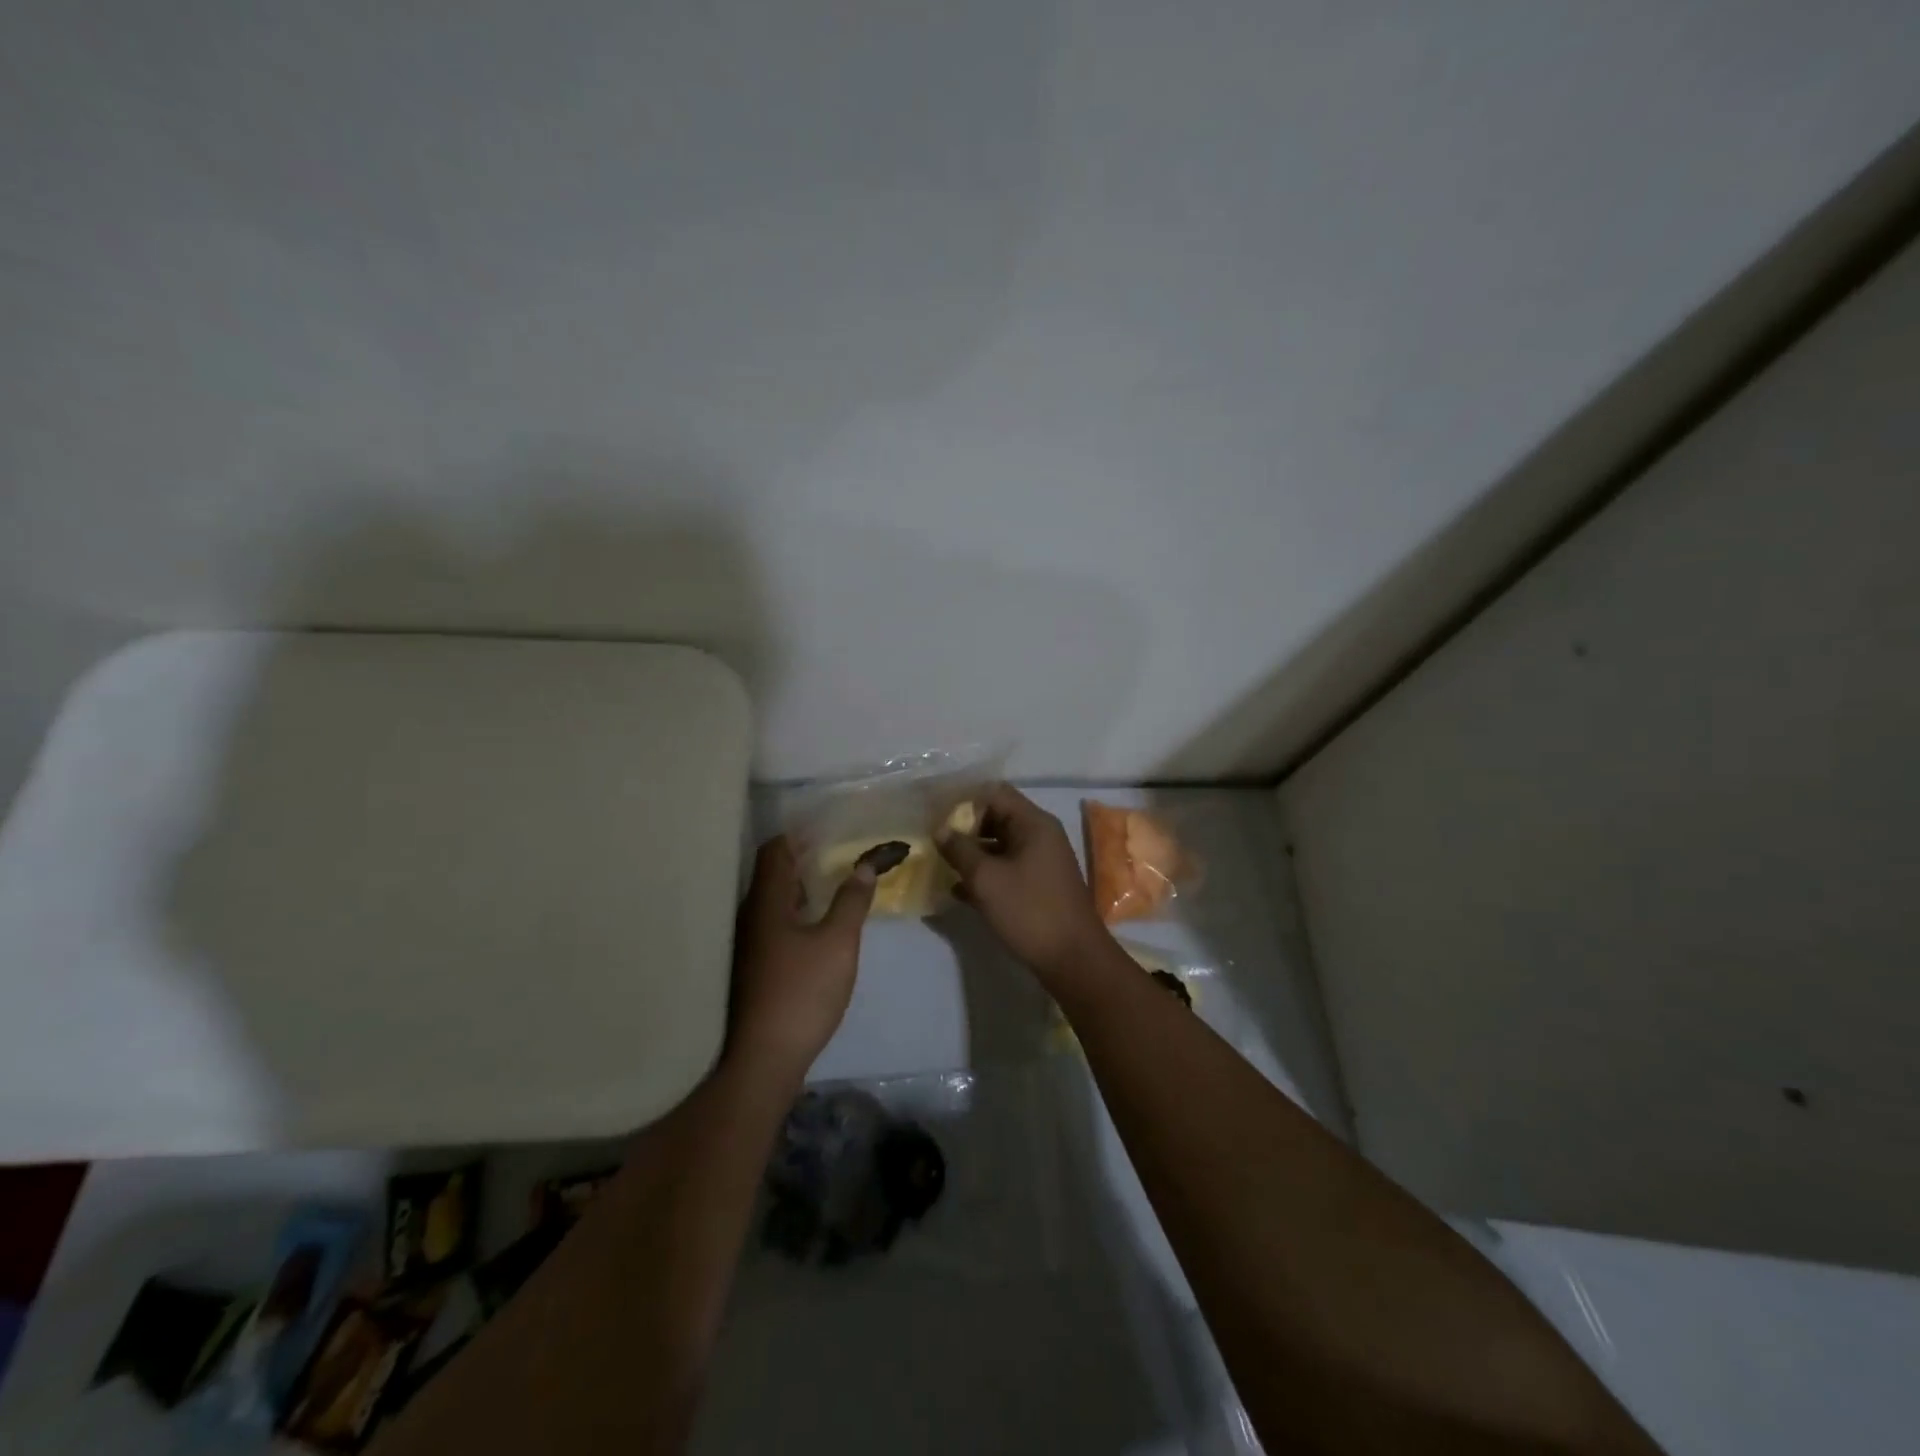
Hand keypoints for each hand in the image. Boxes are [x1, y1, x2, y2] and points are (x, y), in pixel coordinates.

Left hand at [728, 836, 874, 1081]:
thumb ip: (851, 901)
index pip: (774, 852)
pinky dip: (797, 912)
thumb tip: (864, 865)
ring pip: (773, 901)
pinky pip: (775, 923)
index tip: (827, 827)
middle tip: (837, 850)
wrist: (764, 1059)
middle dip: (802, 859)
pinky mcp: (755, 967)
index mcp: (766, 903)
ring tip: (834, 881)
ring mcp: (749, 944)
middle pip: (772, 874)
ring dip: (801, 887)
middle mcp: (750, 916)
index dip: (797, 835)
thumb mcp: (838, 943)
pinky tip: (818, 923)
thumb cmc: (802, 992)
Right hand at [937, 784, 1113, 983]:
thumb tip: (940, 829)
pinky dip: (985, 874)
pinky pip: (1007, 868)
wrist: (1074, 959)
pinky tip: (958, 891)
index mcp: (1033, 823)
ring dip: (972, 853)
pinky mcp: (1039, 885)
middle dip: (965, 828)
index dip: (963, 800)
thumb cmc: (1030, 910)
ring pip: (1000, 845)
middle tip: (934, 841)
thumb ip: (960, 849)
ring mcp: (1042, 861)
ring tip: (940, 864)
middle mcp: (1040, 835)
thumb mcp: (986, 878)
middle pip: (997, 817)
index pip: (994, 793)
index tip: (936, 815)